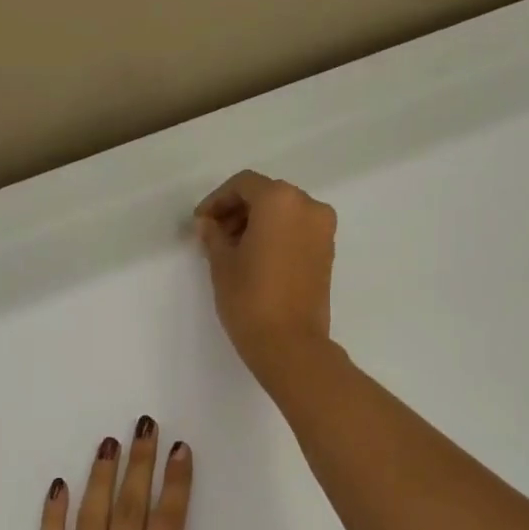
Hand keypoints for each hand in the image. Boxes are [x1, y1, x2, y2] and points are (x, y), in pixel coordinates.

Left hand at [14, 417, 220, 529]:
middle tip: (144, 426)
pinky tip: (58, 488)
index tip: (181, 451)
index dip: (176, 485)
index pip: (169, 526)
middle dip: (140, 465)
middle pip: (130, 511)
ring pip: (90, 521)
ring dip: (101, 478)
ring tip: (109, 444)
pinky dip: (52, 516)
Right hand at [194, 170, 337, 388]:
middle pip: (266, 195)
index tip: (201, 223)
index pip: (243, 185)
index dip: (217, 201)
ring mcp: (323, 229)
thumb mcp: (222, 263)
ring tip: (232, 250)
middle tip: (214, 236)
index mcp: (281, 200)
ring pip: (284, 213)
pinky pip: (297, 230)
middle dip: (238, 211)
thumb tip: (207, 224)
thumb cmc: (250, 298)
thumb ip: (213, 235)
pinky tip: (255, 258)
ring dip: (257, 223)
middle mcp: (308, 206)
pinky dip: (276, 235)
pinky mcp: (327, 252)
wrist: (290, 343)